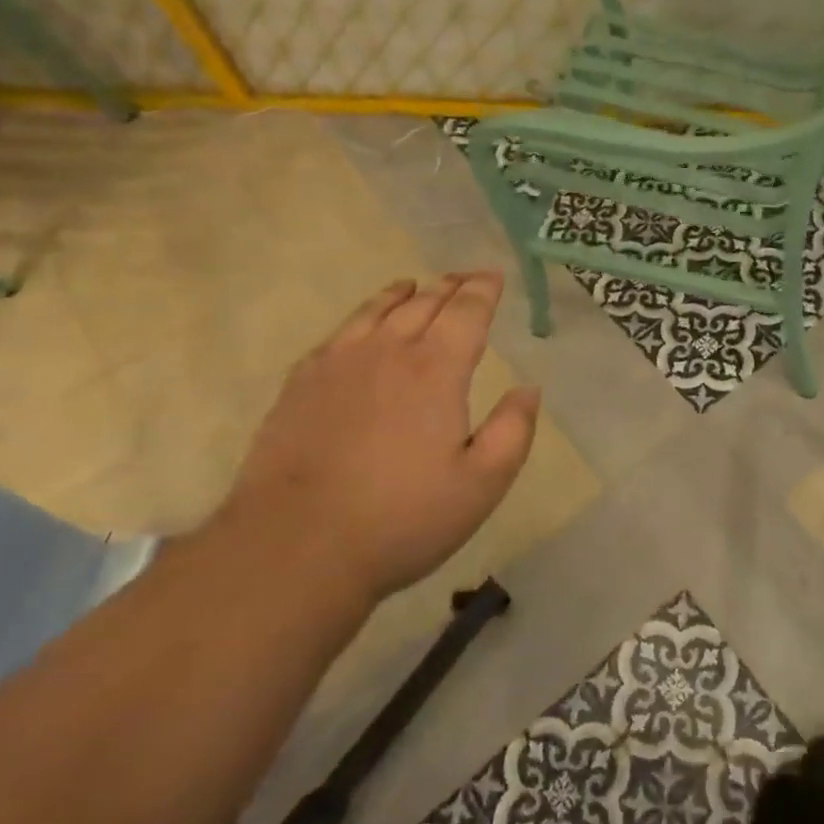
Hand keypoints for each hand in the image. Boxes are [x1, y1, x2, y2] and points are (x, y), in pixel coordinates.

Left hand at [219, 272, 539, 608]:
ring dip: (404, 293)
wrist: (295, 547)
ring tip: (415, 286)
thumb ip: (513, 430)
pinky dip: (362, 316)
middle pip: (424, 302)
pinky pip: (339, 332)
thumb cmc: (402, 519)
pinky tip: (362, 326)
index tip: (494, 276)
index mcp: (436, 370)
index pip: (466, 312)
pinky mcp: (301, 383)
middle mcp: (387, 351)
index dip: (483, 290)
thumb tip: (528, 388)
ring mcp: (338, 364)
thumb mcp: (482, 484)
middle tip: (466, 278)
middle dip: (450, 285)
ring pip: (376, 310)